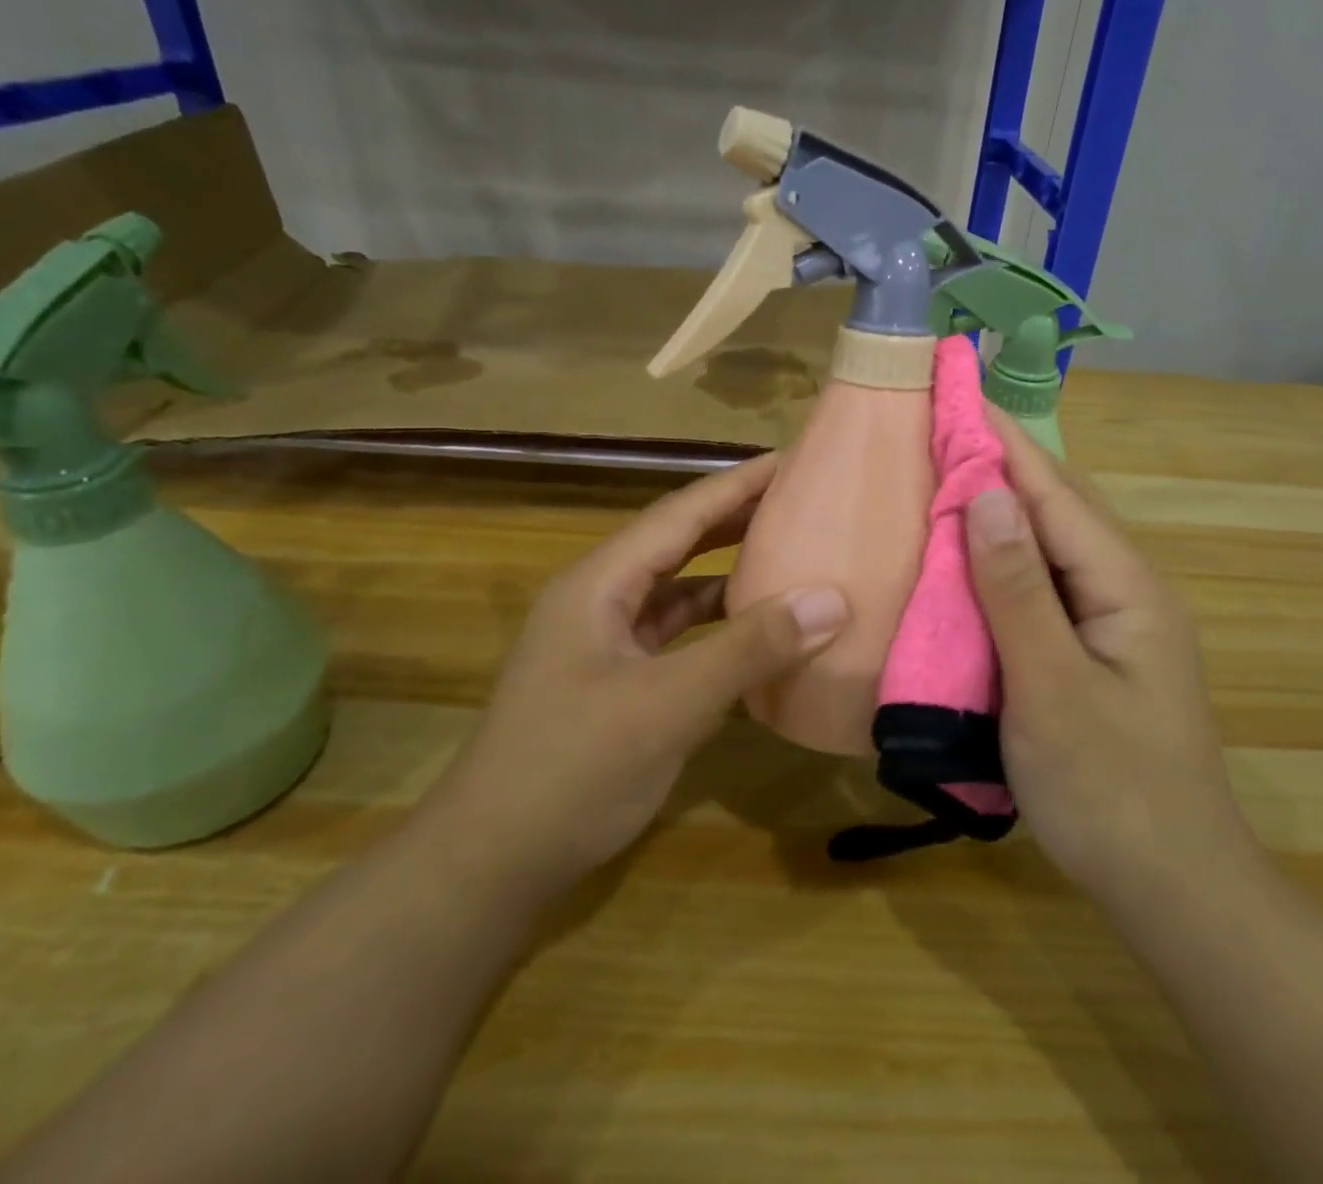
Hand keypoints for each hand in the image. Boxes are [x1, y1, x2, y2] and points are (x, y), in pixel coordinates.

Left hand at [431, 454, 848, 902]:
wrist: (492, 864)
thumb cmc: (572, 770)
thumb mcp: (667, 705)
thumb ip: (748, 649)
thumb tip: (831, 598)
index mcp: (599, 584)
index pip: (680, 515)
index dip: (737, 484)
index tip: (791, 459)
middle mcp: (600, 600)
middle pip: (678, 542)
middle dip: (736, 519)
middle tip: (800, 499)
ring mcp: (606, 642)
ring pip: (678, 590)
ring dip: (728, 573)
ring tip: (789, 553)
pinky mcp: (618, 680)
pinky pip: (677, 634)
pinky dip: (717, 625)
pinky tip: (757, 630)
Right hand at [966, 412, 1252, 905]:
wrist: (1173, 888)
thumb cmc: (1110, 790)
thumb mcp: (1052, 690)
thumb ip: (1018, 591)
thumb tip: (988, 493)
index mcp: (1126, 586)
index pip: (1055, 493)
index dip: (1003, 441)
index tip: (958, 391)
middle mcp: (1125, 589)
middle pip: (1059, 506)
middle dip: (1002, 461)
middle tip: (940, 425)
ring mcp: (1112, 620)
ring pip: (1051, 543)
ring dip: (1002, 504)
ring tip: (946, 470)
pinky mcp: (1093, 648)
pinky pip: (1043, 582)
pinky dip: (1003, 555)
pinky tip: (970, 553)